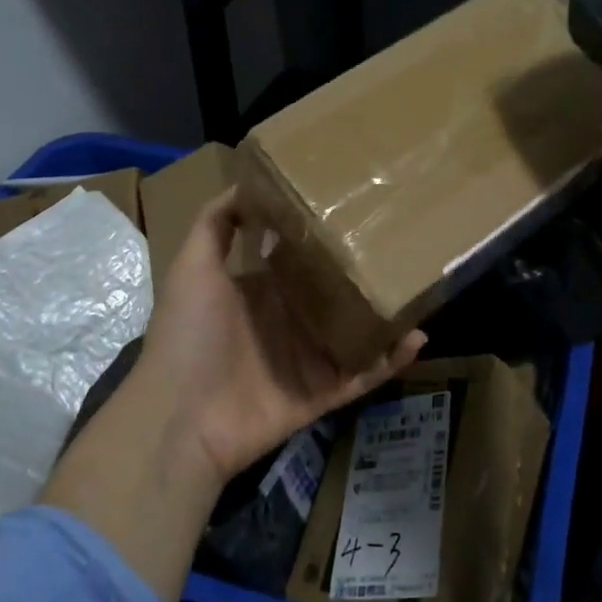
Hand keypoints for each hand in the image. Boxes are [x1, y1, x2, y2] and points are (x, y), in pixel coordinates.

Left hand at [133, 188, 425, 482]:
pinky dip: (390, 360)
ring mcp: (306, 360)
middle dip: (364, 274)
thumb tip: (247, 182)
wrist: (180, 419)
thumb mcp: (193, 267)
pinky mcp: (321, 394)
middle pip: (334, 294)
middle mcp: (287, 322)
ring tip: (421, 290)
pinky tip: (417, 337)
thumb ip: (216, 224)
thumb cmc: (189, 334)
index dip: (326, 238)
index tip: (359, 209)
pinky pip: (363, 375)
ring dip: (385, 316)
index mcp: (261, 292)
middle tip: (405, 244)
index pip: (301, 260)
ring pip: (356, 333)